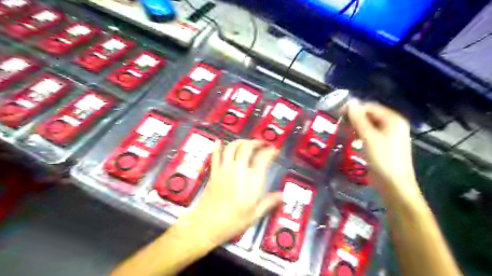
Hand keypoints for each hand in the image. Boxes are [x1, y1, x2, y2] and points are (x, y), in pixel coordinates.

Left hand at [177, 139, 283, 245]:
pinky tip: (219, 142)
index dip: (270, 151)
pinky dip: (218, 147)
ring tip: (246, 143)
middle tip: (261, 144)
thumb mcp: (255, 214)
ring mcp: (225, 169)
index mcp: (251, 180)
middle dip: (256, 142)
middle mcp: (238, 170)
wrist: (208, 224)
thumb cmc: (233, 221)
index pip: (263, 158)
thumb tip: (282, 196)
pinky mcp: (214, 172)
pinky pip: (215, 155)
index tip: (274, 149)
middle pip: (247, 147)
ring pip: (232, 147)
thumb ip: (269, 202)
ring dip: (240, 141)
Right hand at [345, 100, 418, 196]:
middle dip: (355, 119)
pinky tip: (354, 142)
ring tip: (347, 134)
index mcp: (393, 120)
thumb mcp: (369, 137)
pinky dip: (361, 136)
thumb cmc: (383, 159)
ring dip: (357, 127)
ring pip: (369, 125)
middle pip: (370, 115)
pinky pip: (370, 134)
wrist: (394, 185)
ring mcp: (389, 135)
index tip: (339, 115)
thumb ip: (359, 119)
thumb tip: (351, 103)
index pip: (370, 107)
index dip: (354, 109)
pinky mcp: (384, 144)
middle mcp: (393, 124)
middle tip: (341, 125)